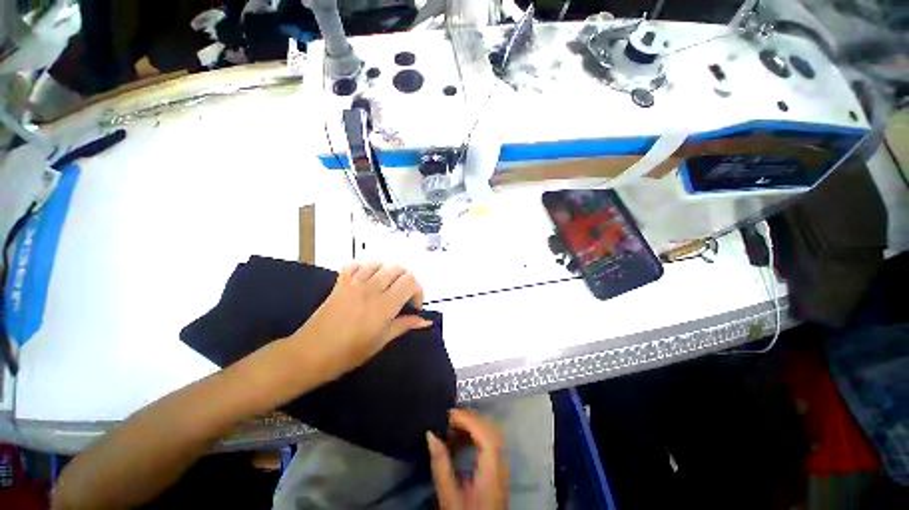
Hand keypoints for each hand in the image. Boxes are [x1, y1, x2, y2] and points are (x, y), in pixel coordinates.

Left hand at [292, 262, 430, 379]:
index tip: (413, 306)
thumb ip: (404, 326)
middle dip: (406, 280)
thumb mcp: (381, 341)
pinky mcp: (340, 282)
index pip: (410, 281)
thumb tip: (425, 321)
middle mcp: (371, 289)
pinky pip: (356, 265)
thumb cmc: (348, 353)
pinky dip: (365, 268)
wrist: (310, 354)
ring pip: (379, 264)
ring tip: (386, 287)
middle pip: (397, 268)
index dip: (417, 290)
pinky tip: (367, 280)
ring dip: (388, 272)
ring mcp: (354, 283)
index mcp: (384, 305)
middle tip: (402, 296)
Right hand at [427, 409, 508, 509]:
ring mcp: (502, 467)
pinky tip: (461, 439)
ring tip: (453, 426)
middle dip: (471, 418)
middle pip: (492, 430)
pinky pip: (490, 443)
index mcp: (492, 473)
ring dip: (473, 426)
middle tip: (449, 418)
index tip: (448, 415)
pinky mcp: (498, 470)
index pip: (486, 436)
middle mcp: (502, 466)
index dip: (469, 420)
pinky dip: (476, 435)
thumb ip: (440, 464)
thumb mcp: (448, 498)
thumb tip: (430, 434)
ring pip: (492, 434)